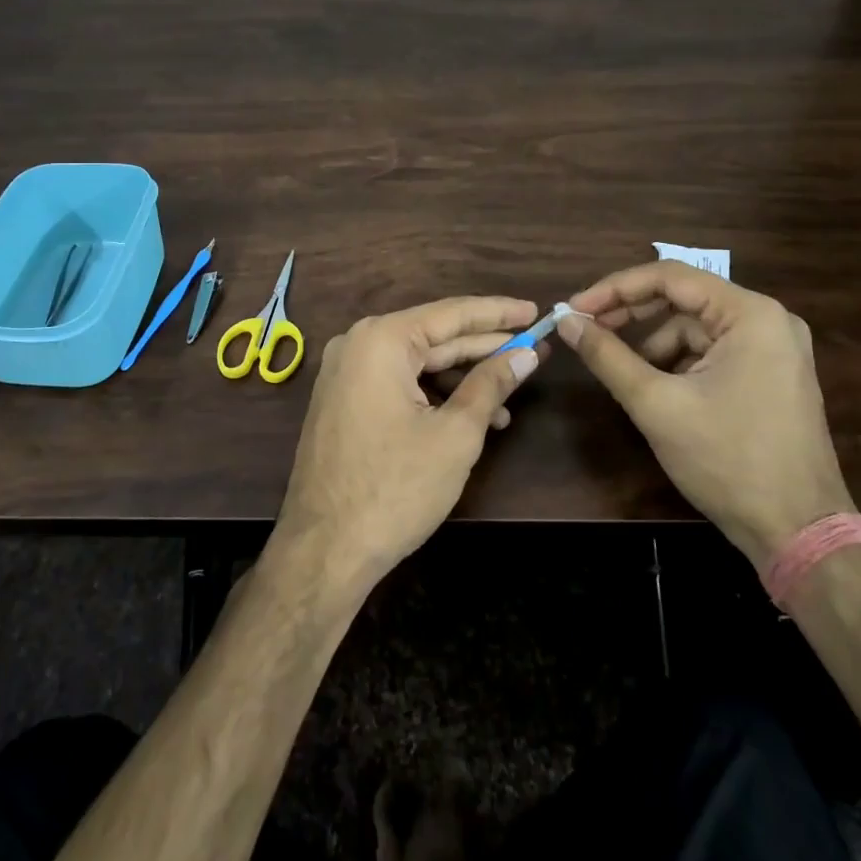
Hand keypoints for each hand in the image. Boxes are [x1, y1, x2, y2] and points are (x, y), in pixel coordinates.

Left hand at [272, 297, 543, 593]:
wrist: (324, 550)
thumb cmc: (395, 487)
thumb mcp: (455, 434)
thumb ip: (491, 385)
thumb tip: (525, 356)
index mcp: (381, 340)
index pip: (451, 313)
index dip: (498, 313)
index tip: (535, 310)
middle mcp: (357, 345)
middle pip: (434, 337)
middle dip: (485, 346)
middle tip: (532, 348)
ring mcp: (345, 374)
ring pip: (417, 363)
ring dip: (463, 377)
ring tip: (510, 393)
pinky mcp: (344, 402)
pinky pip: (397, 383)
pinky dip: (434, 395)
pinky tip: (471, 415)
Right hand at [558, 263, 852, 569]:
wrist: (798, 533)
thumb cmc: (727, 460)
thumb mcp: (656, 404)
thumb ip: (606, 355)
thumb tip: (566, 321)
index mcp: (750, 314)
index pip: (669, 277)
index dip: (614, 288)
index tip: (574, 308)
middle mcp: (768, 320)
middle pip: (683, 299)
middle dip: (631, 314)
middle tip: (586, 330)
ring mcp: (774, 349)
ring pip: (694, 328)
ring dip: (652, 343)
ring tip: (620, 371)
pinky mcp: (770, 375)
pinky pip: (711, 352)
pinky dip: (677, 363)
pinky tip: (654, 388)